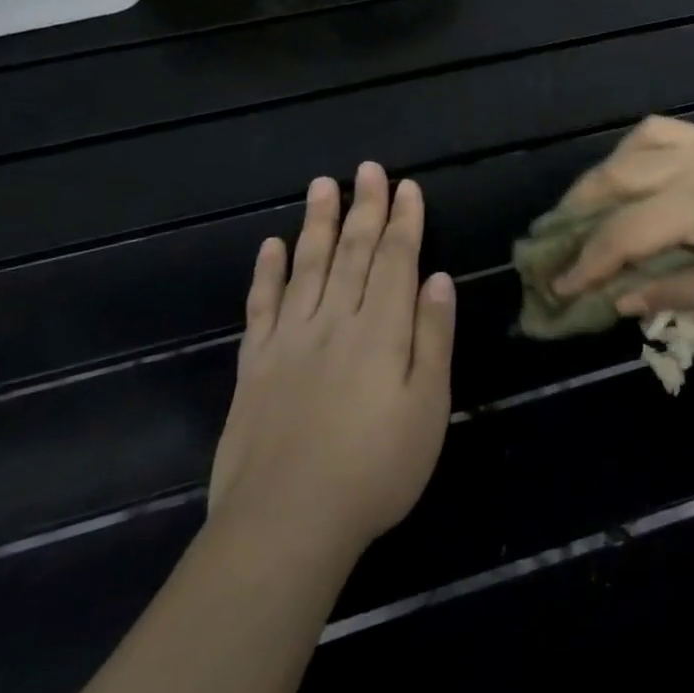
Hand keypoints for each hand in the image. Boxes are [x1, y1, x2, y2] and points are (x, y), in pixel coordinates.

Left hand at [208, 162, 456, 565]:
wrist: (286, 523)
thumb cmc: (376, 467)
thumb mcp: (428, 406)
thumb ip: (434, 337)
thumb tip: (438, 278)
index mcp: (382, 329)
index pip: (396, 259)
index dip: (404, 220)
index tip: (407, 186)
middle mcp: (335, 321)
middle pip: (352, 252)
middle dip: (364, 207)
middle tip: (368, 170)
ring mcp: (290, 340)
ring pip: (307, 266)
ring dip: (317, 223)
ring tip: (323, 185)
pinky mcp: (255, 365)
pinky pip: (261, 306)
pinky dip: (266, 272)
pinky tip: (269, 245)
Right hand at [554, 116, 693, 317]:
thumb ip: (676, 290)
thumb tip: (619, 299)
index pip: (622, 233)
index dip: (585, 263)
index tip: (556, 288)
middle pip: (615, 180)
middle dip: (577, 212)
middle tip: (553, 243)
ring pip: (634, 146)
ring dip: (601, 176)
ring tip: (585, 206)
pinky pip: (663, 130)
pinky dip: (634, 150)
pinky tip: (634, 171)